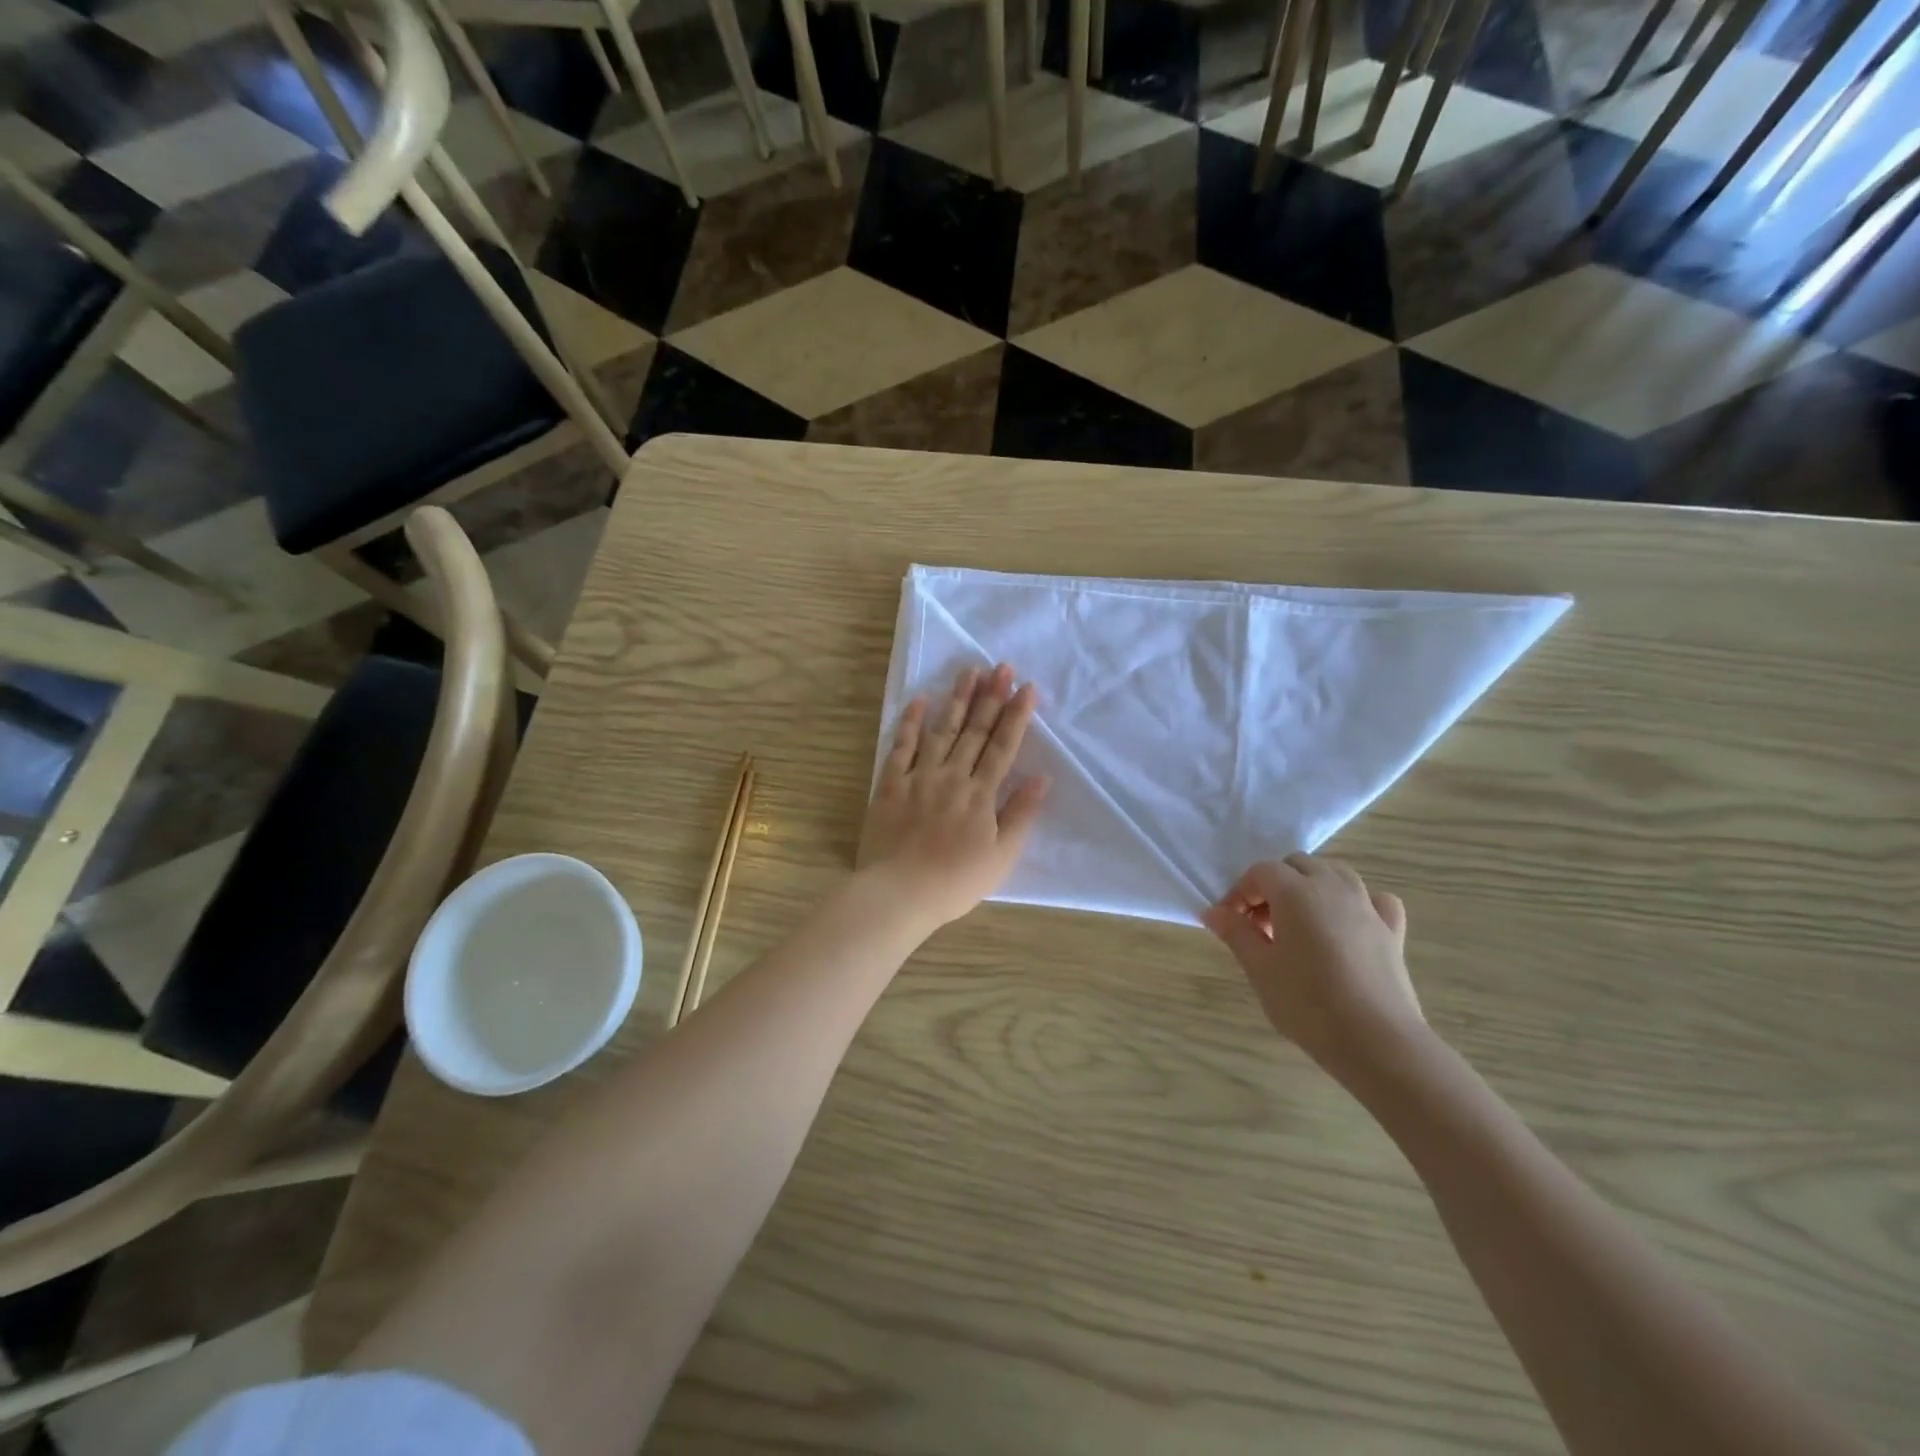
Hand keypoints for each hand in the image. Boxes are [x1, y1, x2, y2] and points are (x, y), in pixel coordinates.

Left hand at [860, 664, 1050, 930]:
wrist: (900, 892)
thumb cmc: (956, 881)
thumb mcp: (1001, 856)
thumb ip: (1021, 815)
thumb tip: (1041, 778)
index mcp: (981, 794)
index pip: (1004, 747)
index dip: (1016, 716)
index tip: (1027, 688)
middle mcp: (953, 776)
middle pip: (975, 731)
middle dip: (991, 697)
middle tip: (1001, 667)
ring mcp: (920, 777)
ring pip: (942, 731)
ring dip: (957, 700)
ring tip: (969, 671)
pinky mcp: (891, 784)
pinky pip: (901, 747)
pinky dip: (910, 723)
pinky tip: (919, 700)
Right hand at [1202, 853, 1424, 1077]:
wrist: (1376, 1041)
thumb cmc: (1307, 1003)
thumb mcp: (1259, 968)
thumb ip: (1235, 933)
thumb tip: (1213, 912)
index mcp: (1296, 892)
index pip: (1261, 872)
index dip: (1240, 891)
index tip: (1230, 921)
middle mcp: (1333, 888)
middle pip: (1298, 865)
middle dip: (1274, 885)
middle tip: (1261, 924)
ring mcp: (1367, 907)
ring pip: (1336, 874)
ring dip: (1312, 886)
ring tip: (1299, 923)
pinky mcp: (1392, 931)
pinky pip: (1374, 900)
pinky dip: (1358, 903)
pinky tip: (1349, 925)